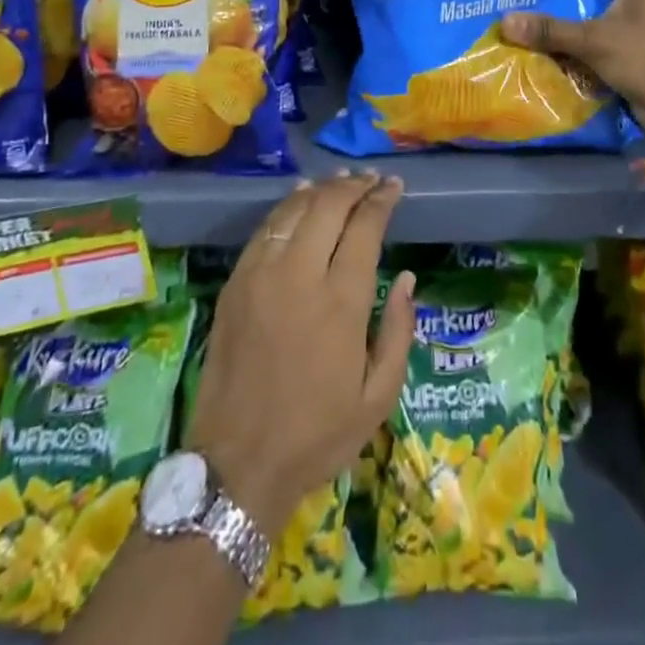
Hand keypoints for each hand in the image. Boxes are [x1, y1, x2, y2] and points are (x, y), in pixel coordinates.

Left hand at [187, 172, 415, 533]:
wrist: (237, 464)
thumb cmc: (316, 435)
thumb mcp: (377, 398)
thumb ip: (399, 331)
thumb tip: (407, 277)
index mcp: (341, 302)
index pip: (364, 228)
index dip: (381, 200)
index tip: (394, 187)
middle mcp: (301, 275)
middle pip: (329, 206)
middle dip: (354, 186)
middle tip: (371, 180)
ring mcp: (262, 275)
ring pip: (294, 210)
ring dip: (321, 190)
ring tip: (340, 182)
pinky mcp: (236, 283)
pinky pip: (265, 229)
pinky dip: (286, 206)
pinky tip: (299, 199)